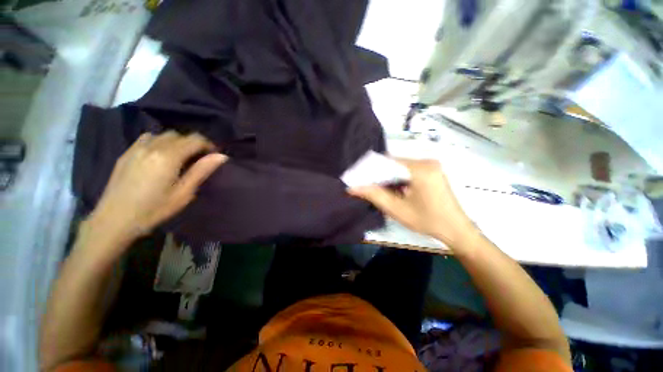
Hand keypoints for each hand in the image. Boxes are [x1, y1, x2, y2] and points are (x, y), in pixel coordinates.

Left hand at [84, 131, 226, 245]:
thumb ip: (199, 173)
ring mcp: (139, 145)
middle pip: (179, 135)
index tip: (211, 155)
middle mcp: (155, 143)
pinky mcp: (128, 150)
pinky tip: (153, 157)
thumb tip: (221, 156)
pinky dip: (156, 143)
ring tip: (171, 159)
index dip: (206, 144)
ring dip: (172, 143)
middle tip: (190, 162)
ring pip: (162, 135)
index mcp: (170, 155)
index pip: (195, 139)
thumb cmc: (150, 212)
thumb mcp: (179, 197)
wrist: (115, 217)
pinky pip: (147, 138)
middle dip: (188, 144)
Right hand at [348, 158, 478, 247]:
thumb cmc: (428, 221)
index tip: (357, 180)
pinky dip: (402, 179)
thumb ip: (375, 195)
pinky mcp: (435, 171)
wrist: (455, 228)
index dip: (371, 170)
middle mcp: (427, 161)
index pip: (388, 161)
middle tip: (367, 187)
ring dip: (391, 178)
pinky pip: (412, 170)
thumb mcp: (399, 210)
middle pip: (396, 163)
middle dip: (381, 175)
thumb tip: (352, 187)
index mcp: (420, 168)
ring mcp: (433, 165)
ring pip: (403, 167)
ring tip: (380, 191)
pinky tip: (396, 191)